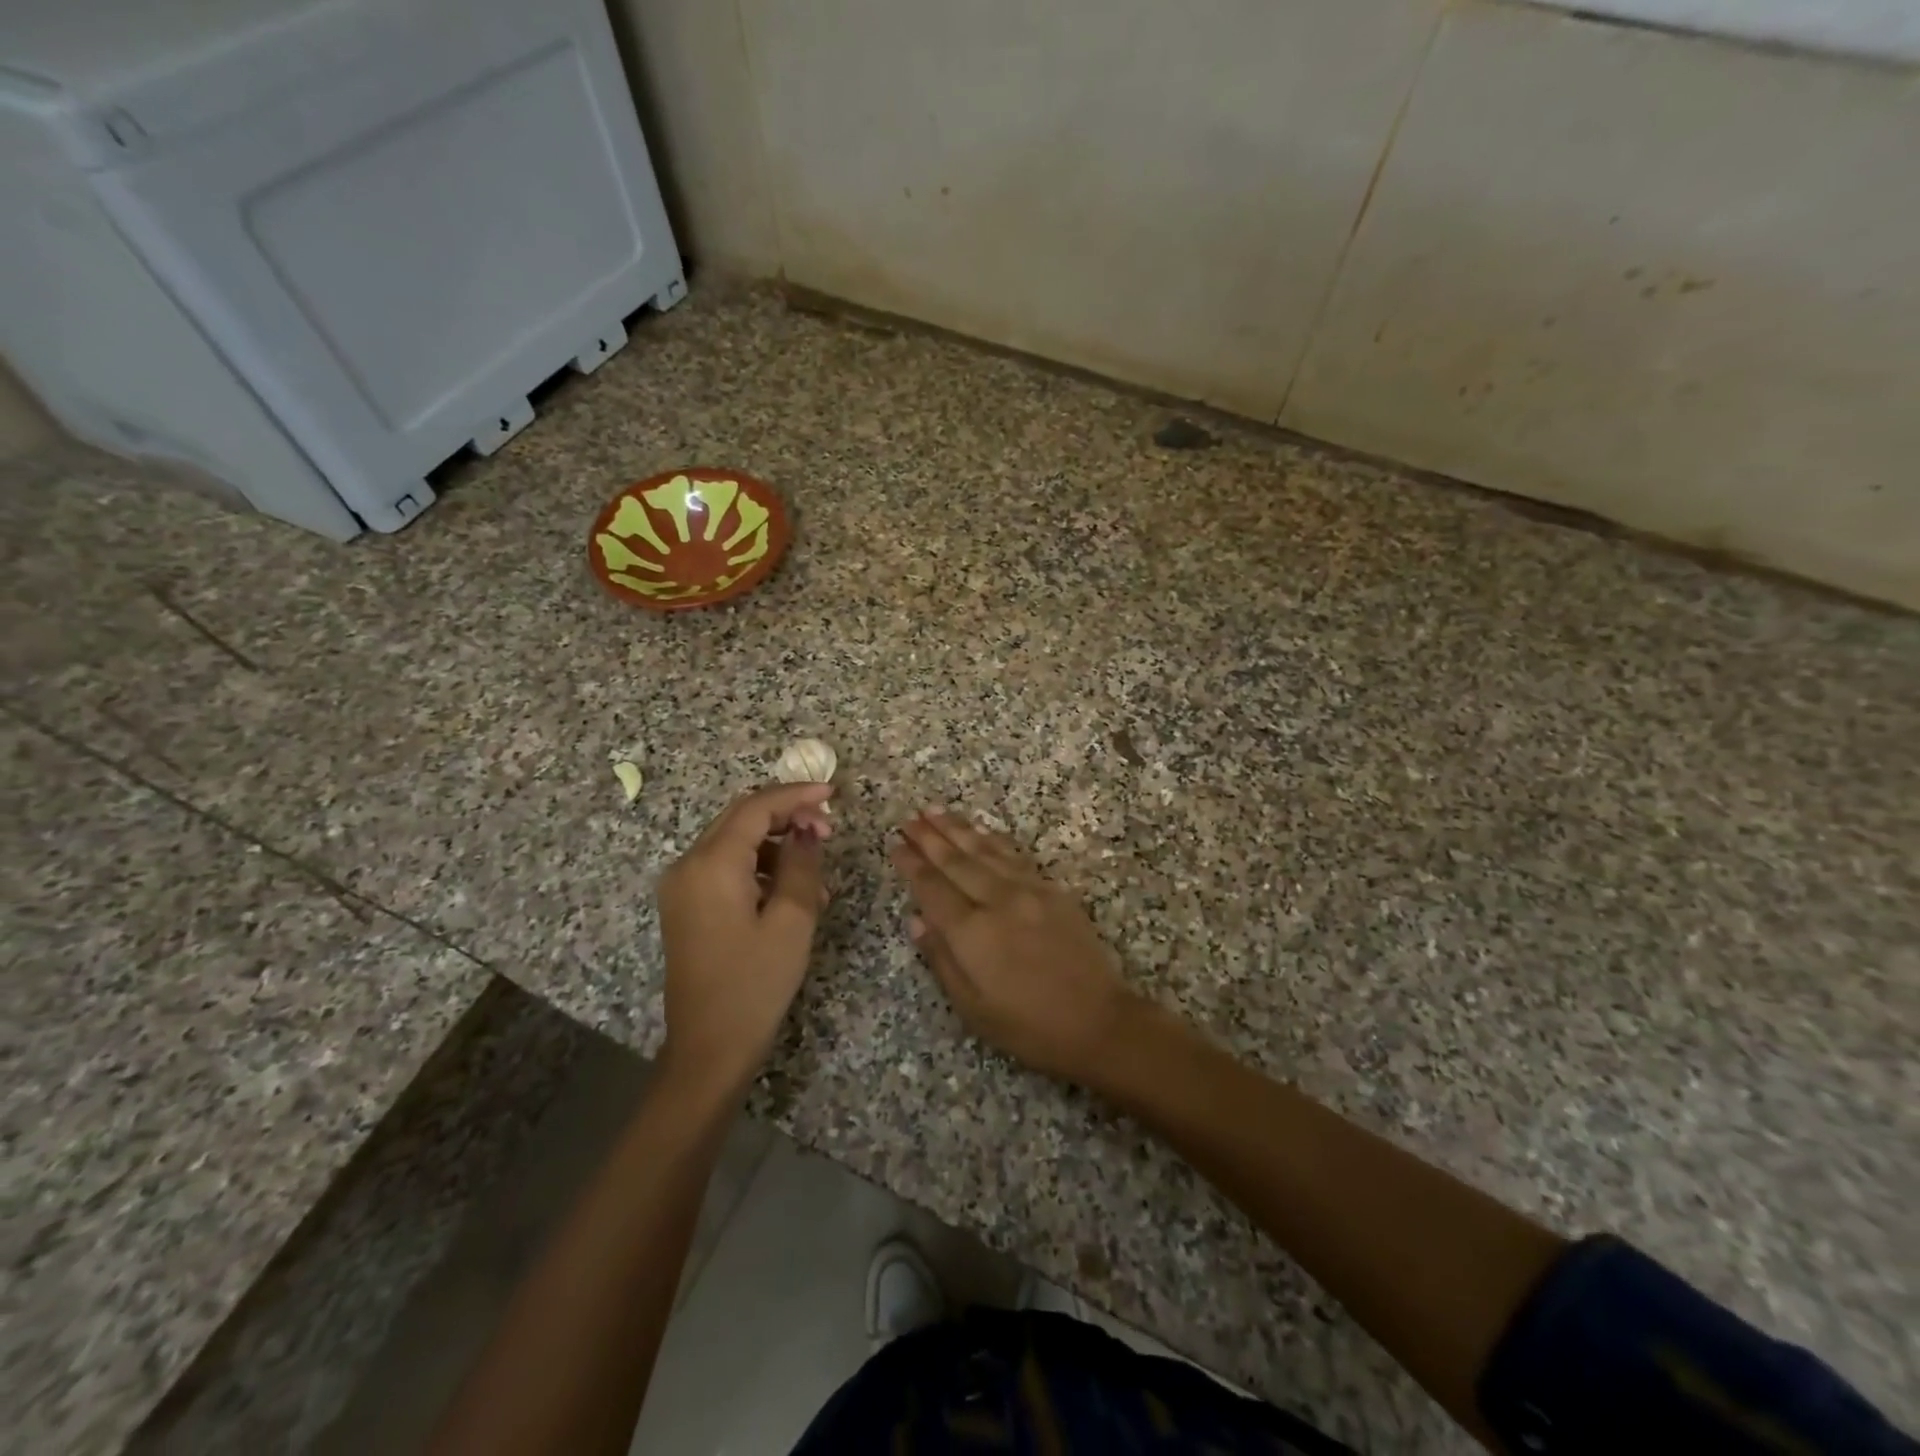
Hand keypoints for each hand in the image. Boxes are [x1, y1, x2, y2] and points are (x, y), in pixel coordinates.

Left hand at [657, 782, 833, 1097]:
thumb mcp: (792, 921)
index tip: (833, 794)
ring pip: (735, 842)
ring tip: (816, 874)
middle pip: (740, 818)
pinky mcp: (686, 906)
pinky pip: (725, 868)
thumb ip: (803, 864)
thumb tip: (808, 829)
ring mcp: (682, 887)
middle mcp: (688, 865)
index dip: (796, 795)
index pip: (756, 808)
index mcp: (711, 865)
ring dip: (776, 845)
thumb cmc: (755, 984)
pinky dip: (760, 868)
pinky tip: (791, 894)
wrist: (708, 1050)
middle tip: (828, 829)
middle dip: (786, 815)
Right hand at [890, 809, 1136, 1082]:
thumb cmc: (1028, 1025)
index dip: (911, 864)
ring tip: (935, 810)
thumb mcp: (972, 1007)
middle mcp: (997, 901)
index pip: (932, 888)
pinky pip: (1015, 855)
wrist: (1098, 1020)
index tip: (895, 843)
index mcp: (971, 932)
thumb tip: (916, 918)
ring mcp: (1028, 890)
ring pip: (985, 850)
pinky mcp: (1052, 890)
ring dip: (958, 828)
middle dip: (929, 837)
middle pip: (956, 861)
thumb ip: (941, 958)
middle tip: (908, 817)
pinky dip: (994, 839)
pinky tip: (982, 830)